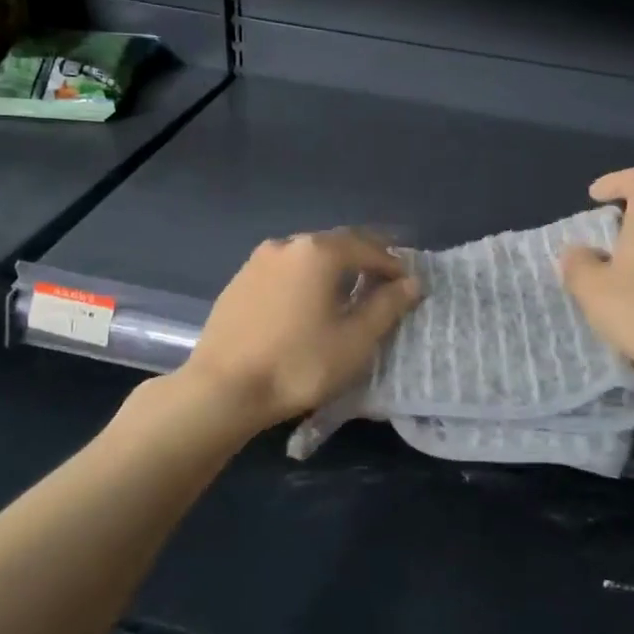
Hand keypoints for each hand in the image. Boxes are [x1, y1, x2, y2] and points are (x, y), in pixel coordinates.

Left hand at [181, 229, 421, 430]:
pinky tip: (306, 303)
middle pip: (337, 244)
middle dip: (364, 259)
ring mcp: (257, 261)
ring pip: (307, 256)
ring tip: (347, 292)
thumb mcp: (354, 340)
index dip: (393, 265)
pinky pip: (284, 271)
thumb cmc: (298, 364)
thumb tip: (411, 282)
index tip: (408, 285)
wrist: (222, 389)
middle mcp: (288, 244)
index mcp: (319, 252)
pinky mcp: (239, 282)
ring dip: (333, 268)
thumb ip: (386, 306)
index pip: (369, 248)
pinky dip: (304, 279)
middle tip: (383, 281)